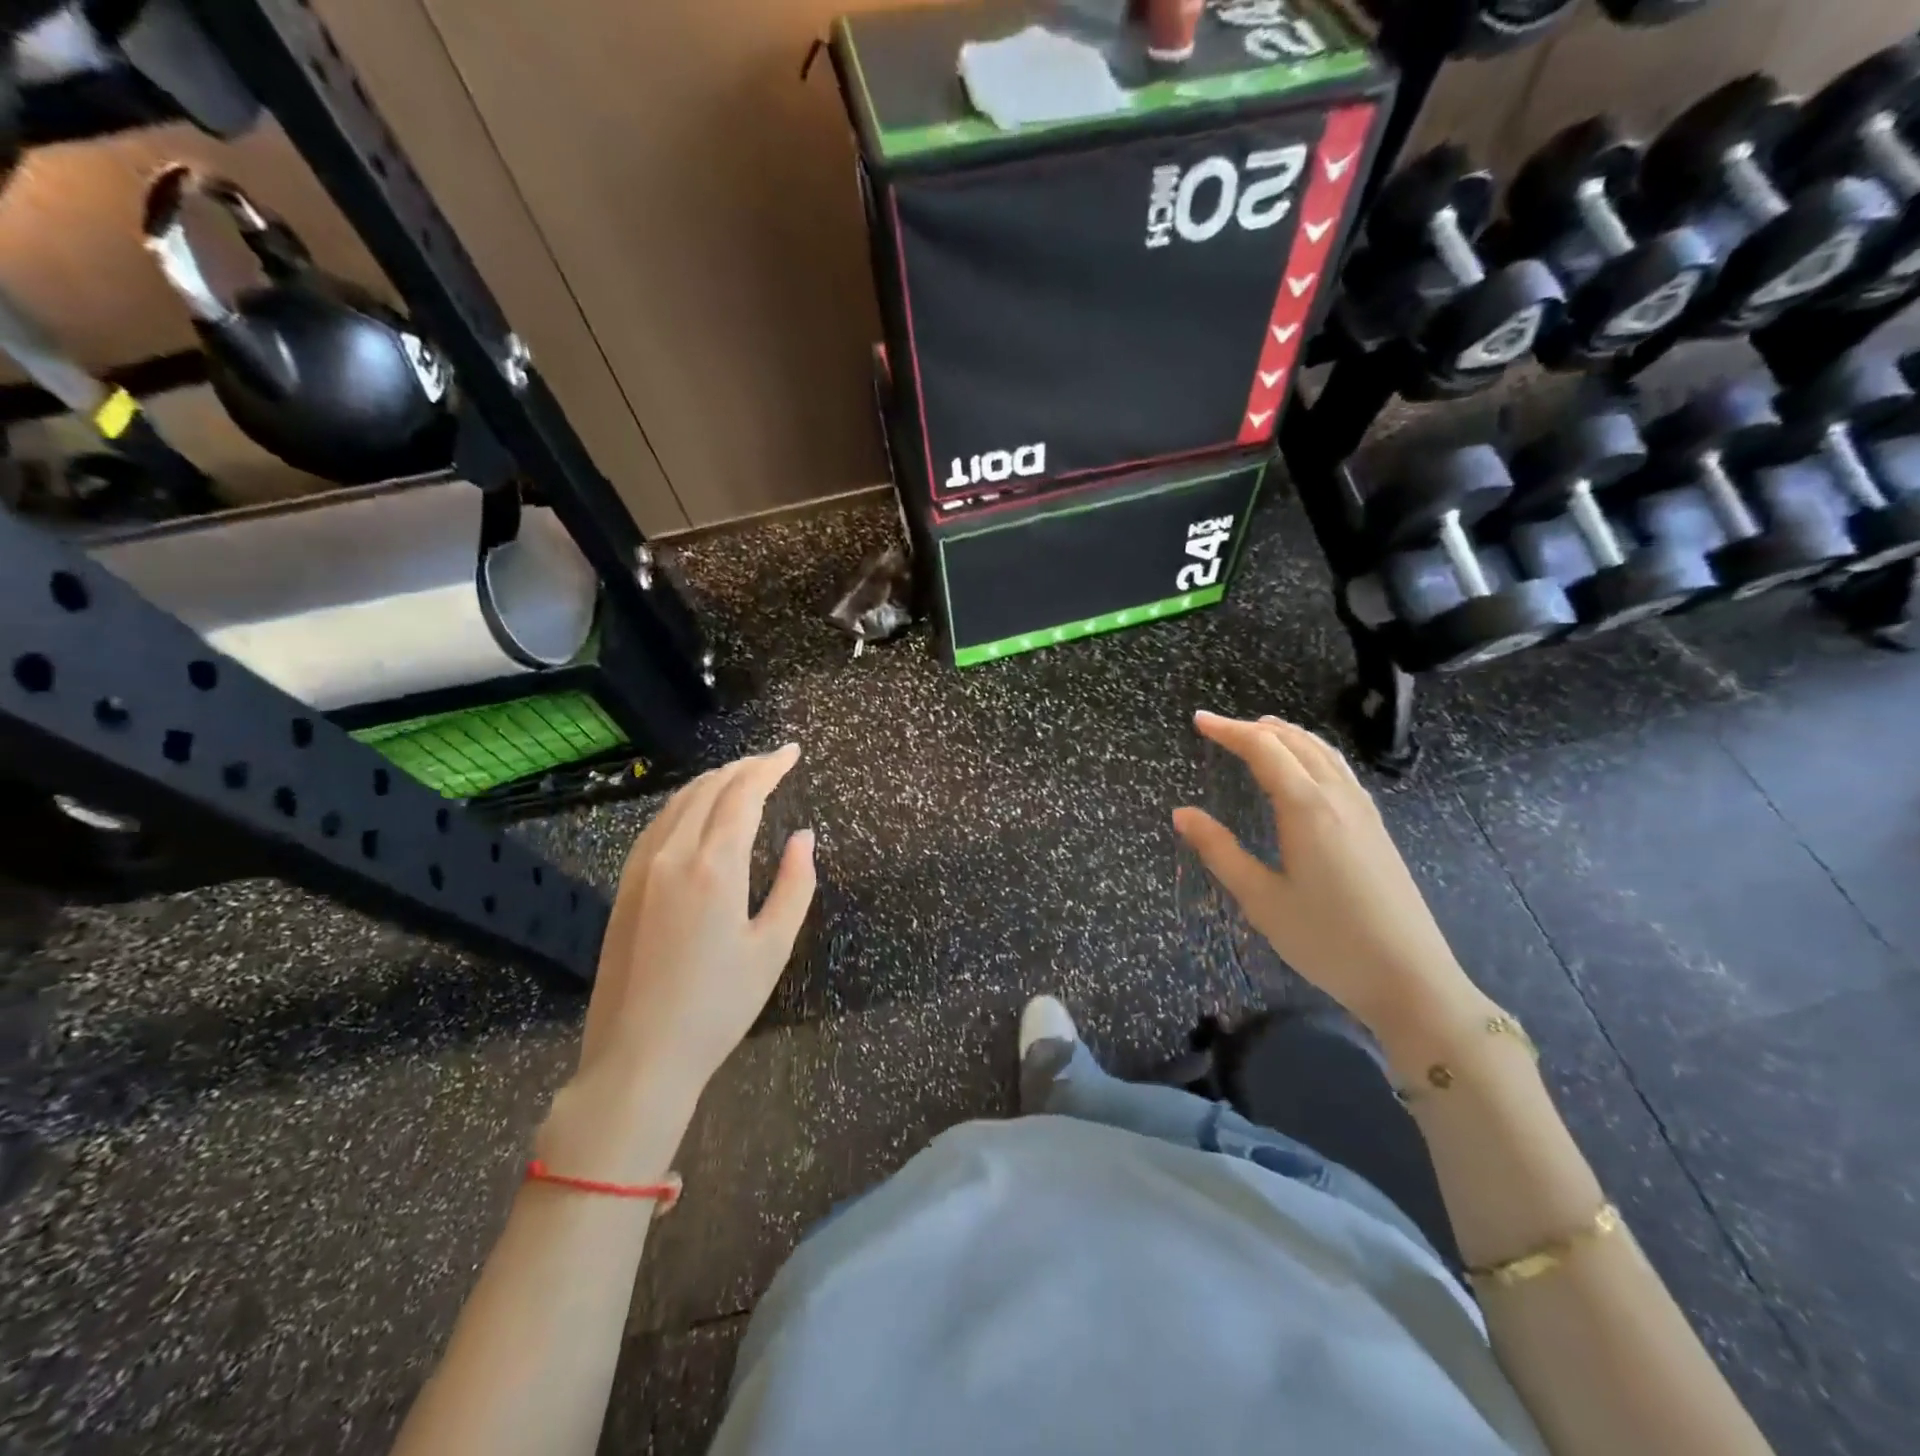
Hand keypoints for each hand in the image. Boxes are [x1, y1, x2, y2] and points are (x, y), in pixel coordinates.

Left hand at [542, 745, 816, 1178]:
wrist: (638, 1057)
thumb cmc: (718, 1006)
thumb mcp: (773, 948)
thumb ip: (795, 885)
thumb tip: (803, 836)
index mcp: (714, 867)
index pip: (743, 794)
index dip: (770, 767)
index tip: (792, 752)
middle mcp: (673, 855)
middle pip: (709, 789)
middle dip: (744, 767)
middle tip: (774, 762)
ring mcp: (641, 869)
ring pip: (679, 802)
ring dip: (714, 781)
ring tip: (742, 777)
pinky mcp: (625, 887)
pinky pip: (658, 825)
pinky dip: (686, 804)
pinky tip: (698, 813)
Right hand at [1172, 712, 1473, 1032]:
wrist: (1409, 978)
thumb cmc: (1326, 940)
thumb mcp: (1261, 899)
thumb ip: (1219, 851)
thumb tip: (1181, 813)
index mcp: (1307, 808)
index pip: (1263, 749)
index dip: (1229, 730)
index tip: (1199, 721)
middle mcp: (1338, 797)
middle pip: (1295, 742)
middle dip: (1255, 728)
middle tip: (1220, 728)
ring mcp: (1363, 810)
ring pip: (1323, 752)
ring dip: (1287, 736)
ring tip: (1259, 734)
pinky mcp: (1376, 827)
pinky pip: (1339, 770)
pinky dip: (1311, 753)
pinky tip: (1303, 771)